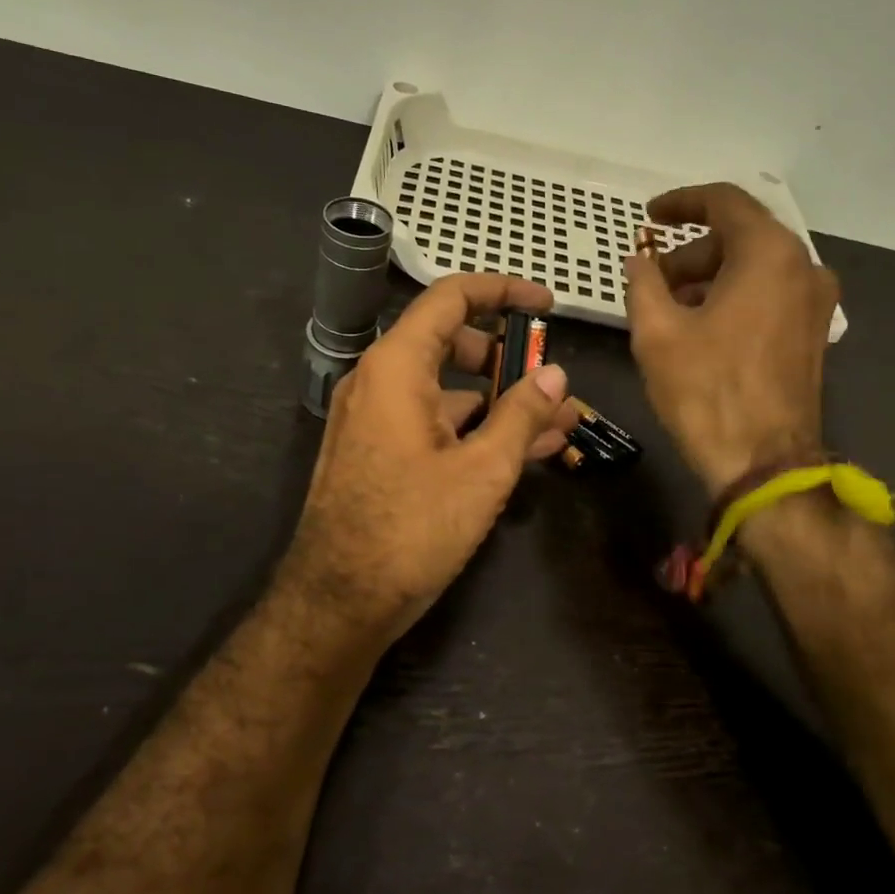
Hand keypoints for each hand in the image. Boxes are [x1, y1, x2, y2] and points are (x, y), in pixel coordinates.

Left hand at [279, 274, 576, 649]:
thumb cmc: (411, 528)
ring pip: (447, 389)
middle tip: (551, 378)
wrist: (338, 602)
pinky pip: (435, 422)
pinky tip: (522, 451)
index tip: (547, 304)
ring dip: (500, 400)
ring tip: (556, 423)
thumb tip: (555, 374)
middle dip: (508, 355)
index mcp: (396, 367)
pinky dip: (476, 428)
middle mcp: (380, 381)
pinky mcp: (380, 453)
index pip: (450, 298)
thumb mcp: (482, 470)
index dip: (502, 291)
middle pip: (450, 342)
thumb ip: (522, 414)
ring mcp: (376, 418)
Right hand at [624, 183, 838, 495]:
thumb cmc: (706, 391)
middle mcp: (802, 267)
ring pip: (755, 267)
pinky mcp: (814, 333)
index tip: (649, 217)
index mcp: (768, 254)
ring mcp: (816, 302)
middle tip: (651, 280)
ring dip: (710, 277)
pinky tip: (701, 329)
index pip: (724, 202)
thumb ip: (643, 283)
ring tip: (670, 310)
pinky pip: (770, 294)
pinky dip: (734, 297)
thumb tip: (639, 260)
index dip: (681, 202)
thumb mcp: (656, 333)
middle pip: (740, 236)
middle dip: (691, 252)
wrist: (764, 463)